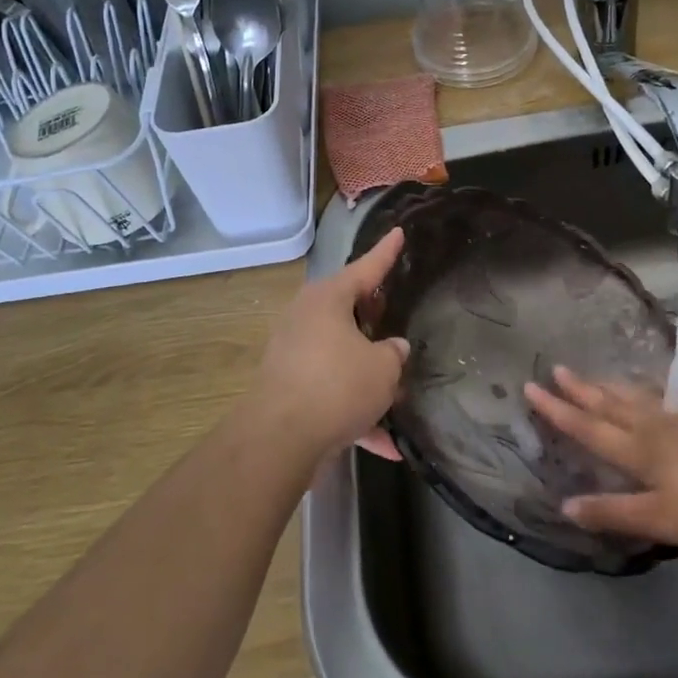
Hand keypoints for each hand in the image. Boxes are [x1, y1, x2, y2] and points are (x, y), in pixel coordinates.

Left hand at [249, 227, 409, 461]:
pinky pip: (331, 391)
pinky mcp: (290, 387)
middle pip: (347, 308)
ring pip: (341, 354)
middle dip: (373, 314)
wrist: (280, 438)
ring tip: (397, 394)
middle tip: (394, 312)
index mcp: (328, 299)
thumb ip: (393, 354)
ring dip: (368, 373)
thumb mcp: (382, 368)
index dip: (386, 252)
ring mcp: (294, 353)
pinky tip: (385, 445)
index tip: (398, 232)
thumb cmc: (337, 386)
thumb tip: (392, 348)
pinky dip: (356, 412)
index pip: (366, 267)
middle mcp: (307, 318)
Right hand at [523, 367, 677, 553]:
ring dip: (613, 387)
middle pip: (611, 405)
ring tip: (597, 376)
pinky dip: (661, 392)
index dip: (557, 411)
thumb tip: (564, 505)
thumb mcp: (662, 519)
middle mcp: (657, 427)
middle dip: (581, 390)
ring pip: (641, 398)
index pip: (588, 428)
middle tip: (557, 369)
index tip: (531, 387)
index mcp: (639, 450)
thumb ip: (613, 512)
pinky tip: (665, 391)